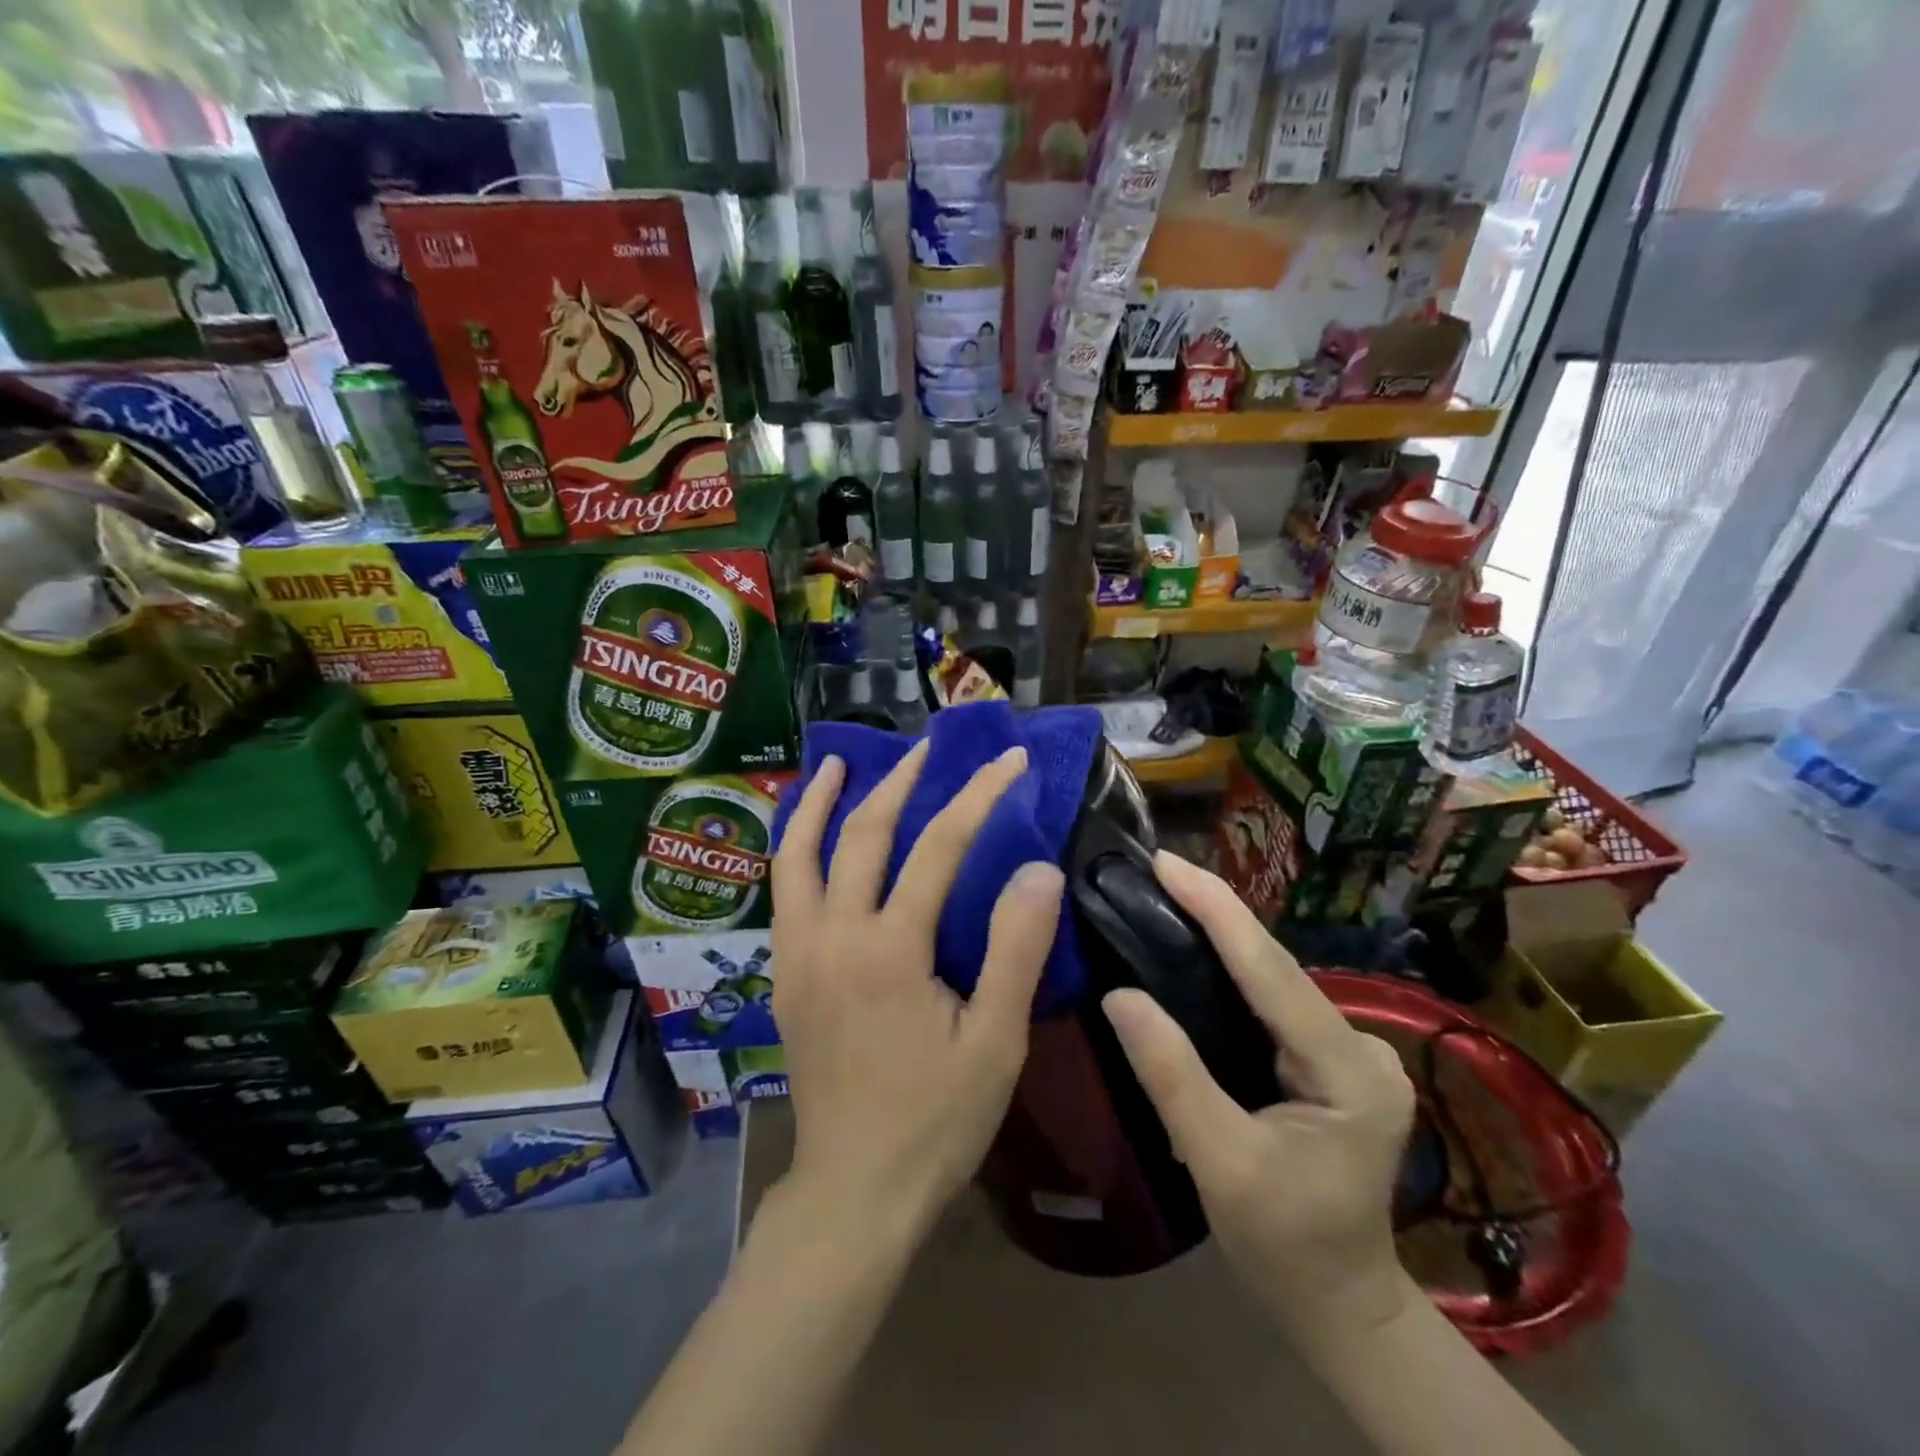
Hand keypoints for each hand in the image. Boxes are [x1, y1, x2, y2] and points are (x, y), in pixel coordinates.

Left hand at [771, 740, 1064, 1244]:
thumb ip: (1015, 950)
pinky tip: (809, 837)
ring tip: (835, 763)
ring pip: (798, 854)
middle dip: (899, 781)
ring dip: (818, 802)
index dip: (977, 794)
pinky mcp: (784, 973)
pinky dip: (795, 847)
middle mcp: (833, 935)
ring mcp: (798, 952)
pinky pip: (782, 890)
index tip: (1006, 759)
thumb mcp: (995, 1041)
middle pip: (862, 833)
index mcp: (889, 949)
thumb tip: (1038, 869)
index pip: (937, 846)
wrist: (854, 1188)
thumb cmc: (935, 1120)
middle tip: (926, 748)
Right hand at [1101, 852, 1416, 1339]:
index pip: (1273, 972)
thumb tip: (1119, 994)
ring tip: (1164, 894)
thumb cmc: (1284, 1245)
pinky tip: (1194, 949)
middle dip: (1215, 912)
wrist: (1340, 1301)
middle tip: (1154, 869)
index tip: (1167, 861)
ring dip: (1221, 936)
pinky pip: (1272, 1000)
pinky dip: (1231, 970)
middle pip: (1276, 967)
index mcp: (1349, 1072)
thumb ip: (1172, 1077)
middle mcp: (1361, 1046)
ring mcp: (1351, 1049)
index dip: (1218, 909)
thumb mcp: (1220, 1164)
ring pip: (1273, 979)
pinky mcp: (1330, 1056)